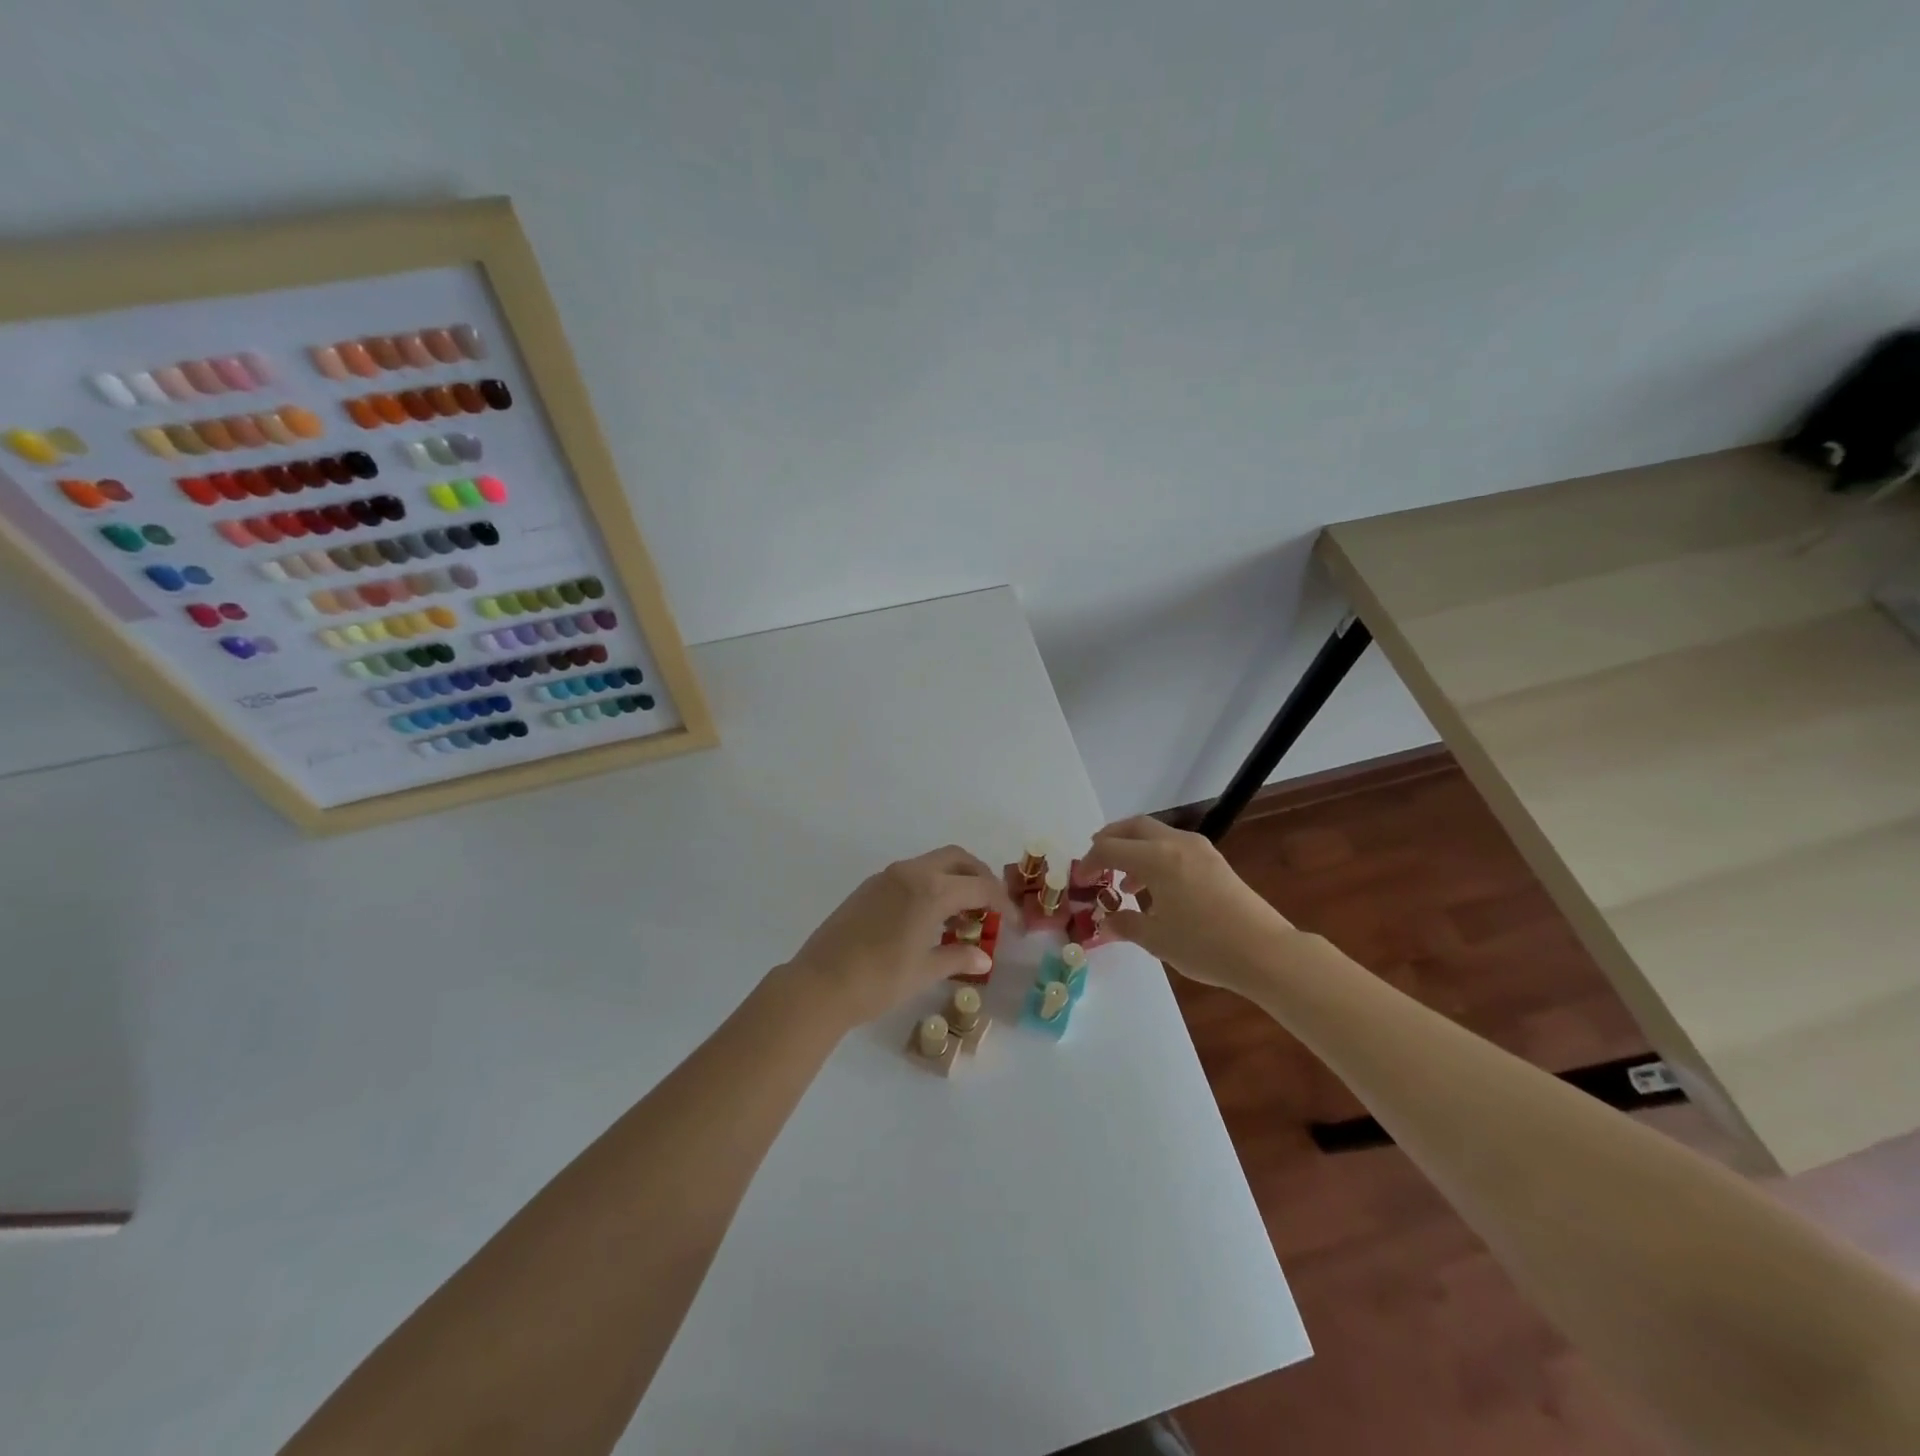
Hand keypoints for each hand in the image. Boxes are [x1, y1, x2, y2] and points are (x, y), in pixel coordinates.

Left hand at [783, 845, 1011, 1027]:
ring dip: (953, 880)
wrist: (819, 984)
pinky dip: (930, 886)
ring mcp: (886, 877)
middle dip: (980, 877)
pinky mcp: (868, 887)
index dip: (1002, 903)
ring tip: (961, 916)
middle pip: (958, 859)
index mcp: (931, 890)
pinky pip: (910, 875)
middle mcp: (911, 873)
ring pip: (932, 864)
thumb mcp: (924, 971)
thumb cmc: (879, 980)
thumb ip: (957, 957)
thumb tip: (984, 957)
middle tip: (990, 905)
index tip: (1013, 924)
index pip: (980, 887)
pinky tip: (928, 918)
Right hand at [1080, 816, 1297, 996]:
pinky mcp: (1215, 861)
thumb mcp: (1156, 939)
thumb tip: (1108, 922)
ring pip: (1156, 834)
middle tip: (1097, 861)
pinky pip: (1175, 846)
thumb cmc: (1203, 944)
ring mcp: (1199, 849)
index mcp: (1156, 857)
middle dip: (1111, 840)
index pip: (1110, 848)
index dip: (1090, 862)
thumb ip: (1126, 924)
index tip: (1080, 880)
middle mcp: (1176, 843)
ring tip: (1126, 882)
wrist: (1265, 952)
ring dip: (1135, 849)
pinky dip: (1157, 856)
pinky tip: (1158, 888)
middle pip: (1133, 827)